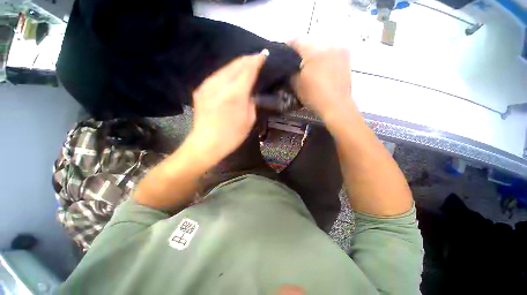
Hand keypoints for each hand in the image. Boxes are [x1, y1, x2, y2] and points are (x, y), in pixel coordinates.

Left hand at [189, 52, 266, 164]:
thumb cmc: (232, 136)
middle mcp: (220, 85)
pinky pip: (217, 75)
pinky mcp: (200, 90)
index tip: (264, 55)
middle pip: (235, 64)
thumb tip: (250, 92)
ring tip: (246, 65)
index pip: (248, 69)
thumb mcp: (249, 120)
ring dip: (237, 64)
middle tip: (257, 58)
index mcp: (235, 94)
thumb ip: (252, 102)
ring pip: (225, 67)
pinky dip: (227, 72)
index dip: (257, 60)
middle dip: (248, 59)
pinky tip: (232, 76)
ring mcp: (207, 86)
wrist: (206, 144)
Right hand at [288, 41, 353, 119]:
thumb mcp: (297, 85)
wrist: (336, 105)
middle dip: (301, 51)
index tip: (283, 52)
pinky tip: (320, 68)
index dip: (288, 45)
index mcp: (314, 51)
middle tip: (295, 62)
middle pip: (310, 43)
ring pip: (321, 48)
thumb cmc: (314, 95)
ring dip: (313, 54)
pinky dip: (323, 58)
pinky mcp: (346, 58)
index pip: (297, 41)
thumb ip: (291, 72)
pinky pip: (331, 53)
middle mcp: (328, 45)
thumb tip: (289, 67)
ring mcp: (339, 51)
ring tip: (308, 65)